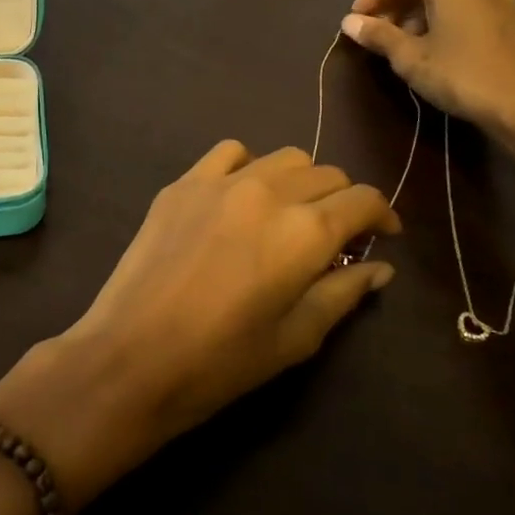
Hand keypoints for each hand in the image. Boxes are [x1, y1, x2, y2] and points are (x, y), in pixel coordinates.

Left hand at [0, 142, 399, 506]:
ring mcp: (221, 180)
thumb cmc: (222, 361)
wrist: (131, 356)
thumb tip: (378, 267)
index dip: (382, 215)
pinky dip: (249, 166)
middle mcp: (269, 190)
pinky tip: (242, 196)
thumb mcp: (296, 338)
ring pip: (283, 157)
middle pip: (326, 173)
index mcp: (305, 231)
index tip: (383, 236)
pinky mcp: (184, 182)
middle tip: (334, 237)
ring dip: (300, 181)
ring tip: (289, 214)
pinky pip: (230, 153)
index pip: (363, 199)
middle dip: (342, 200)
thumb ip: (343, 293)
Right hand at [342, 0, 514, 173]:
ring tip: (399, 44)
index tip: (356, 21)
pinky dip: (440, 17)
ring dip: (416, 12)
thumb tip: (348, 22)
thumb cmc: (463, 75)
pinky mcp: (508, 13)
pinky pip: (463, 4)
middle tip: (374, 33)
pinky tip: (431, 47)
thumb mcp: (411, 58)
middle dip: (393, 4)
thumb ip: (378, 35)